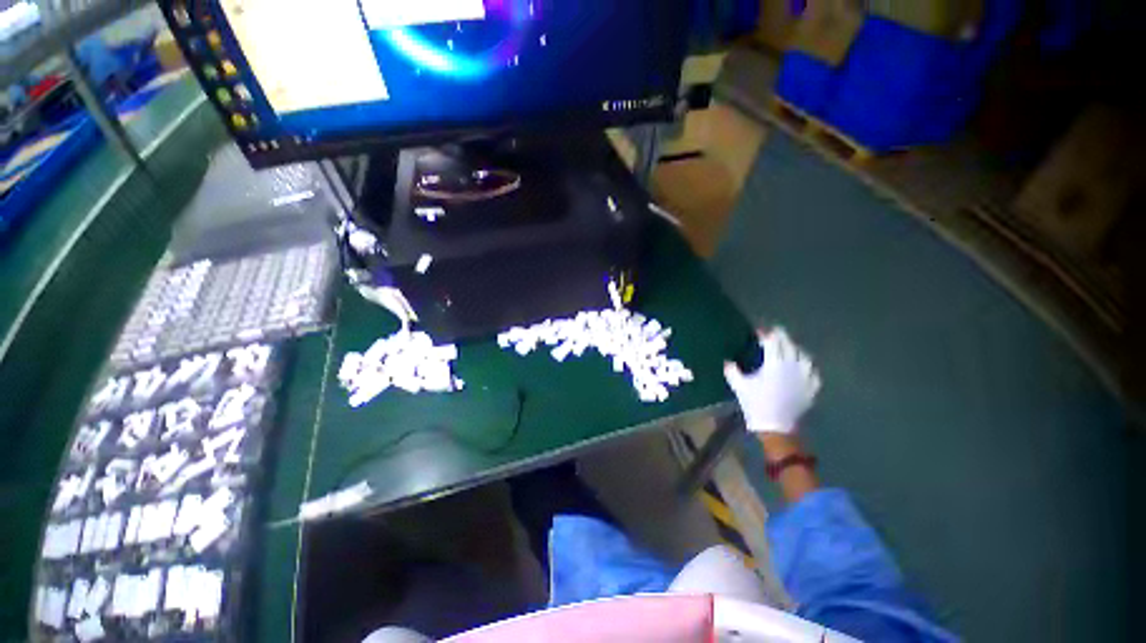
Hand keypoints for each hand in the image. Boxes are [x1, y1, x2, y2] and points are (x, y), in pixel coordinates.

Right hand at [724, 328, 821, 433]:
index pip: (773, 341)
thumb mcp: (739, 386)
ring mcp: (805, 377)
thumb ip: (732, 371)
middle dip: (781, 337)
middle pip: (789, 344)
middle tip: (773, 334)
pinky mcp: (811, 388)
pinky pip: (812, 371)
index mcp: (774, 363)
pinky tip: (802, 367)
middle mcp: (792, 366)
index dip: (766, 334)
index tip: (759, 332)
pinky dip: (806, 366)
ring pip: (804, 355)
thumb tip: (727, 361)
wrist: (776, 427)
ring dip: (795, 349)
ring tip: (788, 349)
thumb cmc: (755, 404)